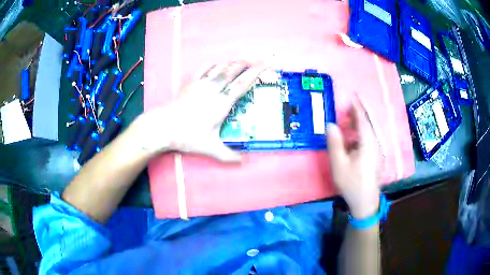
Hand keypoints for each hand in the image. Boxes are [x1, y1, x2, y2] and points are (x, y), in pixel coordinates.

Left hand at [135, 62, 264, 161]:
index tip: (267, 62)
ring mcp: (201, 84)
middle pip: (234, 71)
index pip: (243, 84)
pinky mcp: (190, 83)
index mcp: (222, 103)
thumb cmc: (187, 136)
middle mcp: (214, 89)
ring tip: (241, 62)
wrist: (163, 126)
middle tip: (256, 60)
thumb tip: (243, 162)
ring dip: (232, 63)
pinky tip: (216, 64)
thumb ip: (228, 156)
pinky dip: (213, 64)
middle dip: (247, 64)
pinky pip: (204, 68)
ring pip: (220, 67)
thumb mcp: (210, 148)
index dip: (257, 72)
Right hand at [326, 100, 379, 218]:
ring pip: (367, 131)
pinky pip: (367, 139)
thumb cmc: (352, 183)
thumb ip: (334, 143)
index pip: (362, 119)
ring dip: (357, 125)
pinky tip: (351, 140)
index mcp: (367, 142)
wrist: (365, 201)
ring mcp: (376, 150)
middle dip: (357, 114)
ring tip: (346, 123)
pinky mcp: (374, 156)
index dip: (356, 107)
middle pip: (367, 123)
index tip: (352, 96)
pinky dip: (359, 134)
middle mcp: (374, 143)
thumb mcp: (339, 164)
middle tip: (346, 108)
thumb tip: (330, 124)